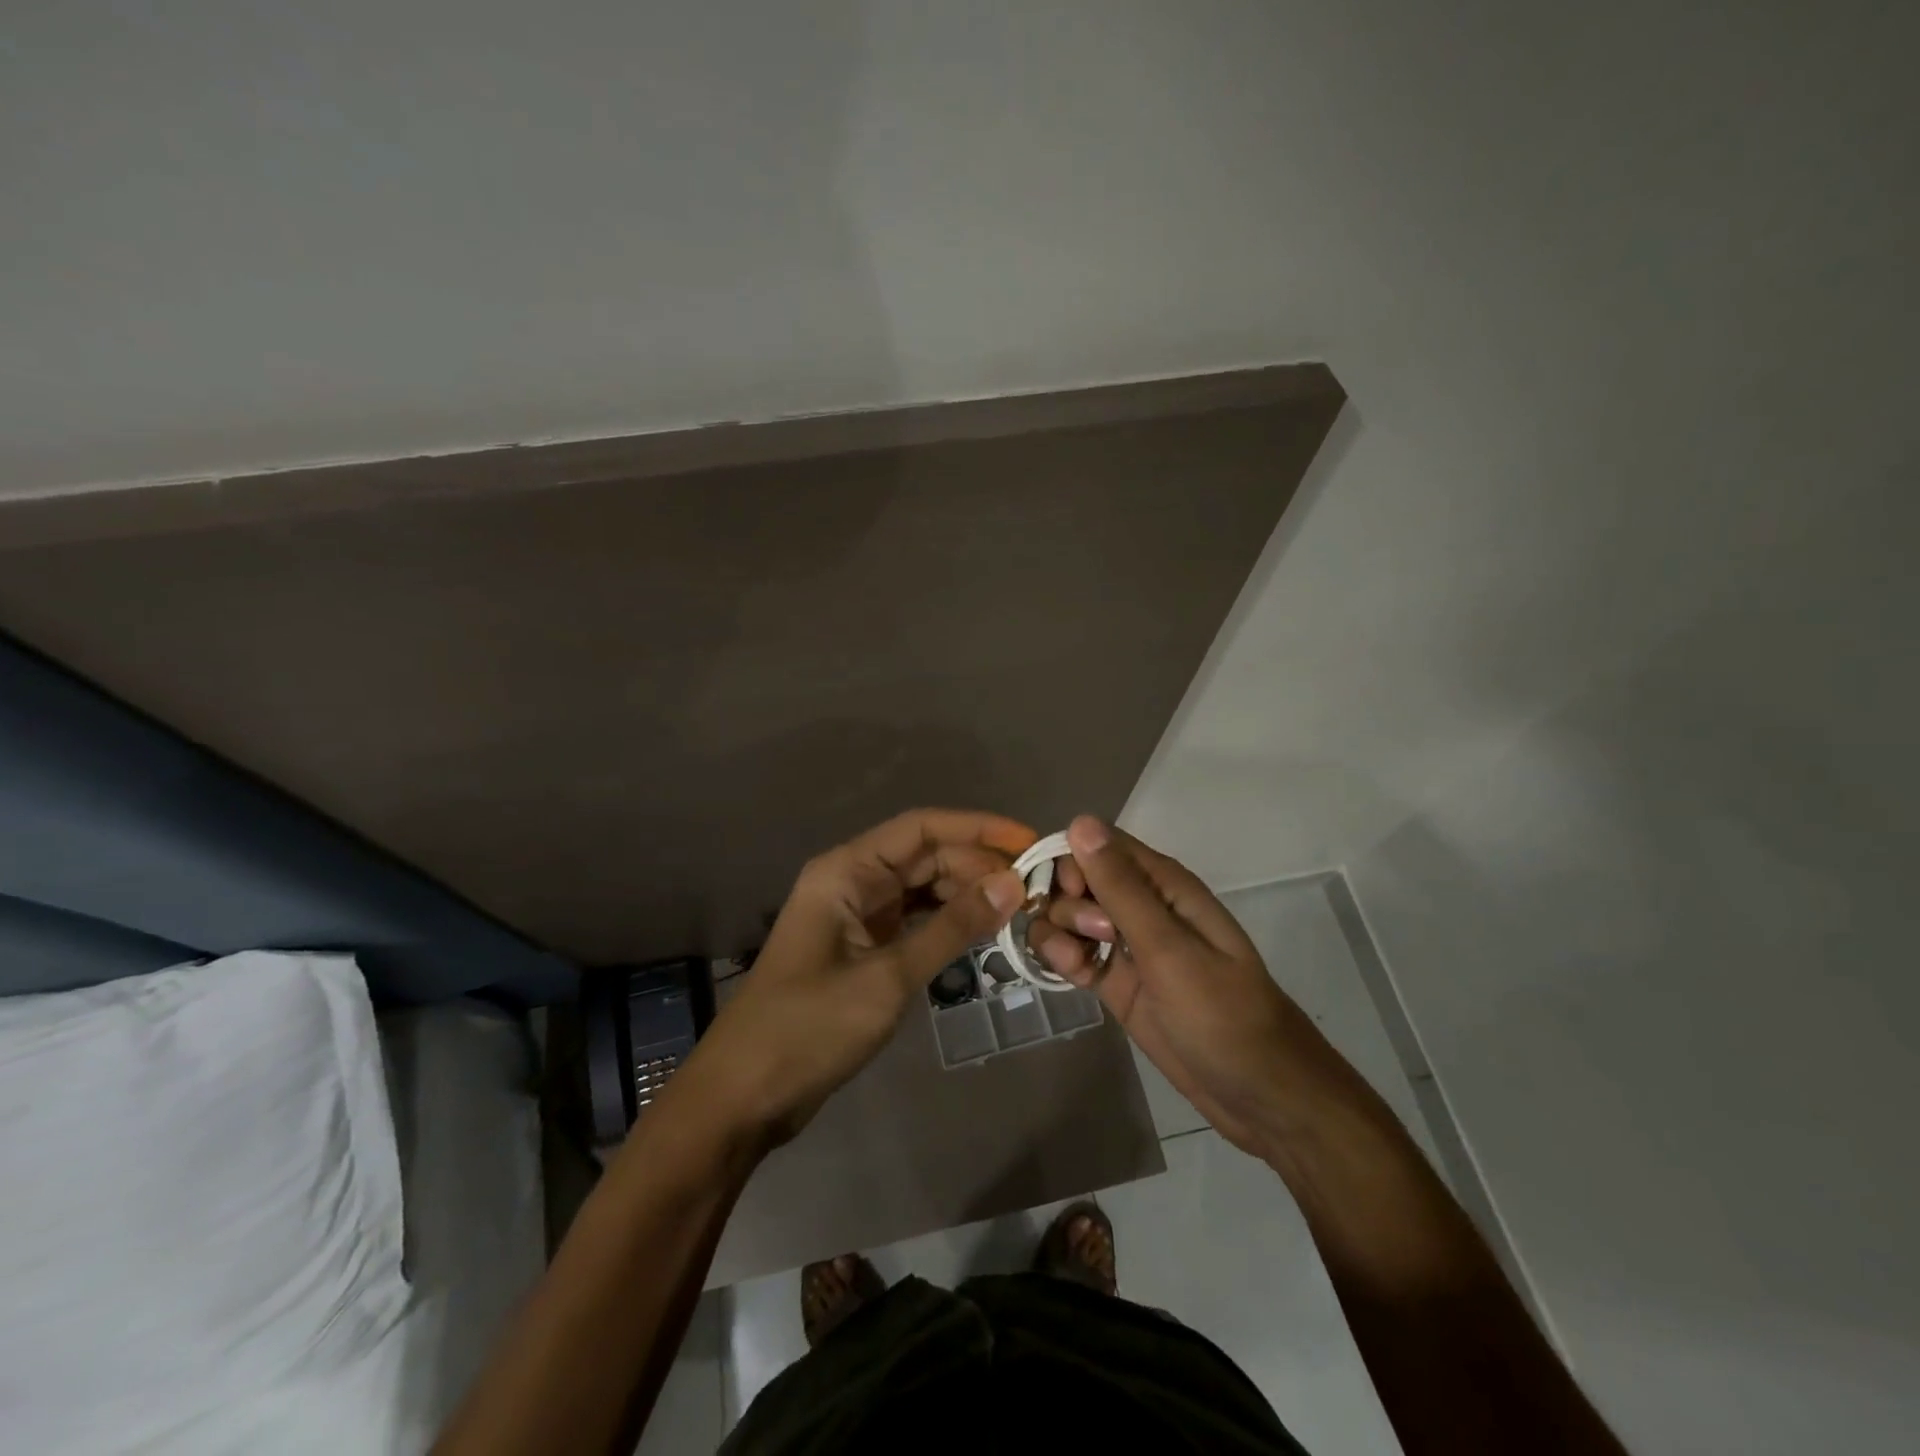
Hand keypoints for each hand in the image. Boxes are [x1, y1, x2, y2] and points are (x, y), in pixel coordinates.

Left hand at [671, 809, 1030, 1151]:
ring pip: (922, 889)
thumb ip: (952, 929)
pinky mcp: (862, 949)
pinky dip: (947, 924)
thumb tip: (1011, 884)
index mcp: (846, 870)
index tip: (1028, 841)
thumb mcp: (888, 977)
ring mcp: (856, 916)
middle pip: (925, 856)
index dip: (977, 828)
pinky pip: (913, 921)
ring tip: (1018, 908)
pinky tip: (983, 933)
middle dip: (977, 865)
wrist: (744, 1096)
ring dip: (966, 894)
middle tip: (1034, 887)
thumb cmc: (808, 1028)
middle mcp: (851, 882)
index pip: (921, 828)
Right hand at [1027, 815, 1357, 1157]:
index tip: (1069, 893)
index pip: (1098, 843)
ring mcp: (1125, 945)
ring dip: (1059, 933)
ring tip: (1080, 965)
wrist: (1258, 1095)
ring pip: (1068, 916)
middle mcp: (1140, 906)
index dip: (1072, 861)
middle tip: (1094, 937)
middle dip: (1067, 902)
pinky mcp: (1115, 980)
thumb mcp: (1169, 949)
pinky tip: (1073, 978)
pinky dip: (1063, 959)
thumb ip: (1121, 888)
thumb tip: (1079, 822)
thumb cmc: (1222, 1014)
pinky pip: (1073, 952)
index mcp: (1162, 884)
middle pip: (1076, 878)